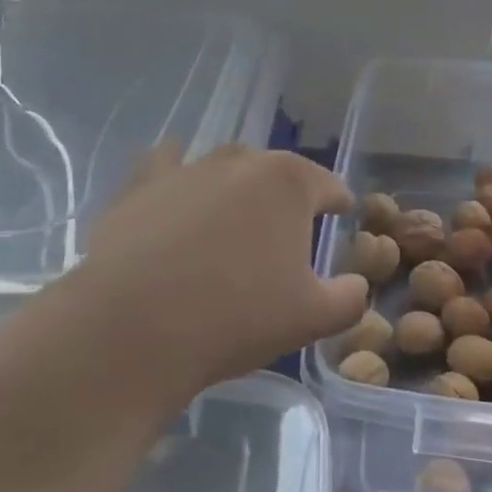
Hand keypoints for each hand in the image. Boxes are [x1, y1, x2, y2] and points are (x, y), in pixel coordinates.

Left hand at [73, 143, 369, 396]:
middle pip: (275, 172)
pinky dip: (177, 174)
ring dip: (236, 188)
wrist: (135, 330)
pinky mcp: (139, 187)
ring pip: (223, 167)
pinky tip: (177, 191)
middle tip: (285, 235)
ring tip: (232, 220)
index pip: (328, 185)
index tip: (340, 215)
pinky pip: (166, 166)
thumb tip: (357, 284)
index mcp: (288, 183)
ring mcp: (185, 169)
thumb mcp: (313, 318)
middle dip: (286, 197)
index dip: (339, 203)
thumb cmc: (236, 318)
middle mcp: (239, 162)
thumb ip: (350, 297)